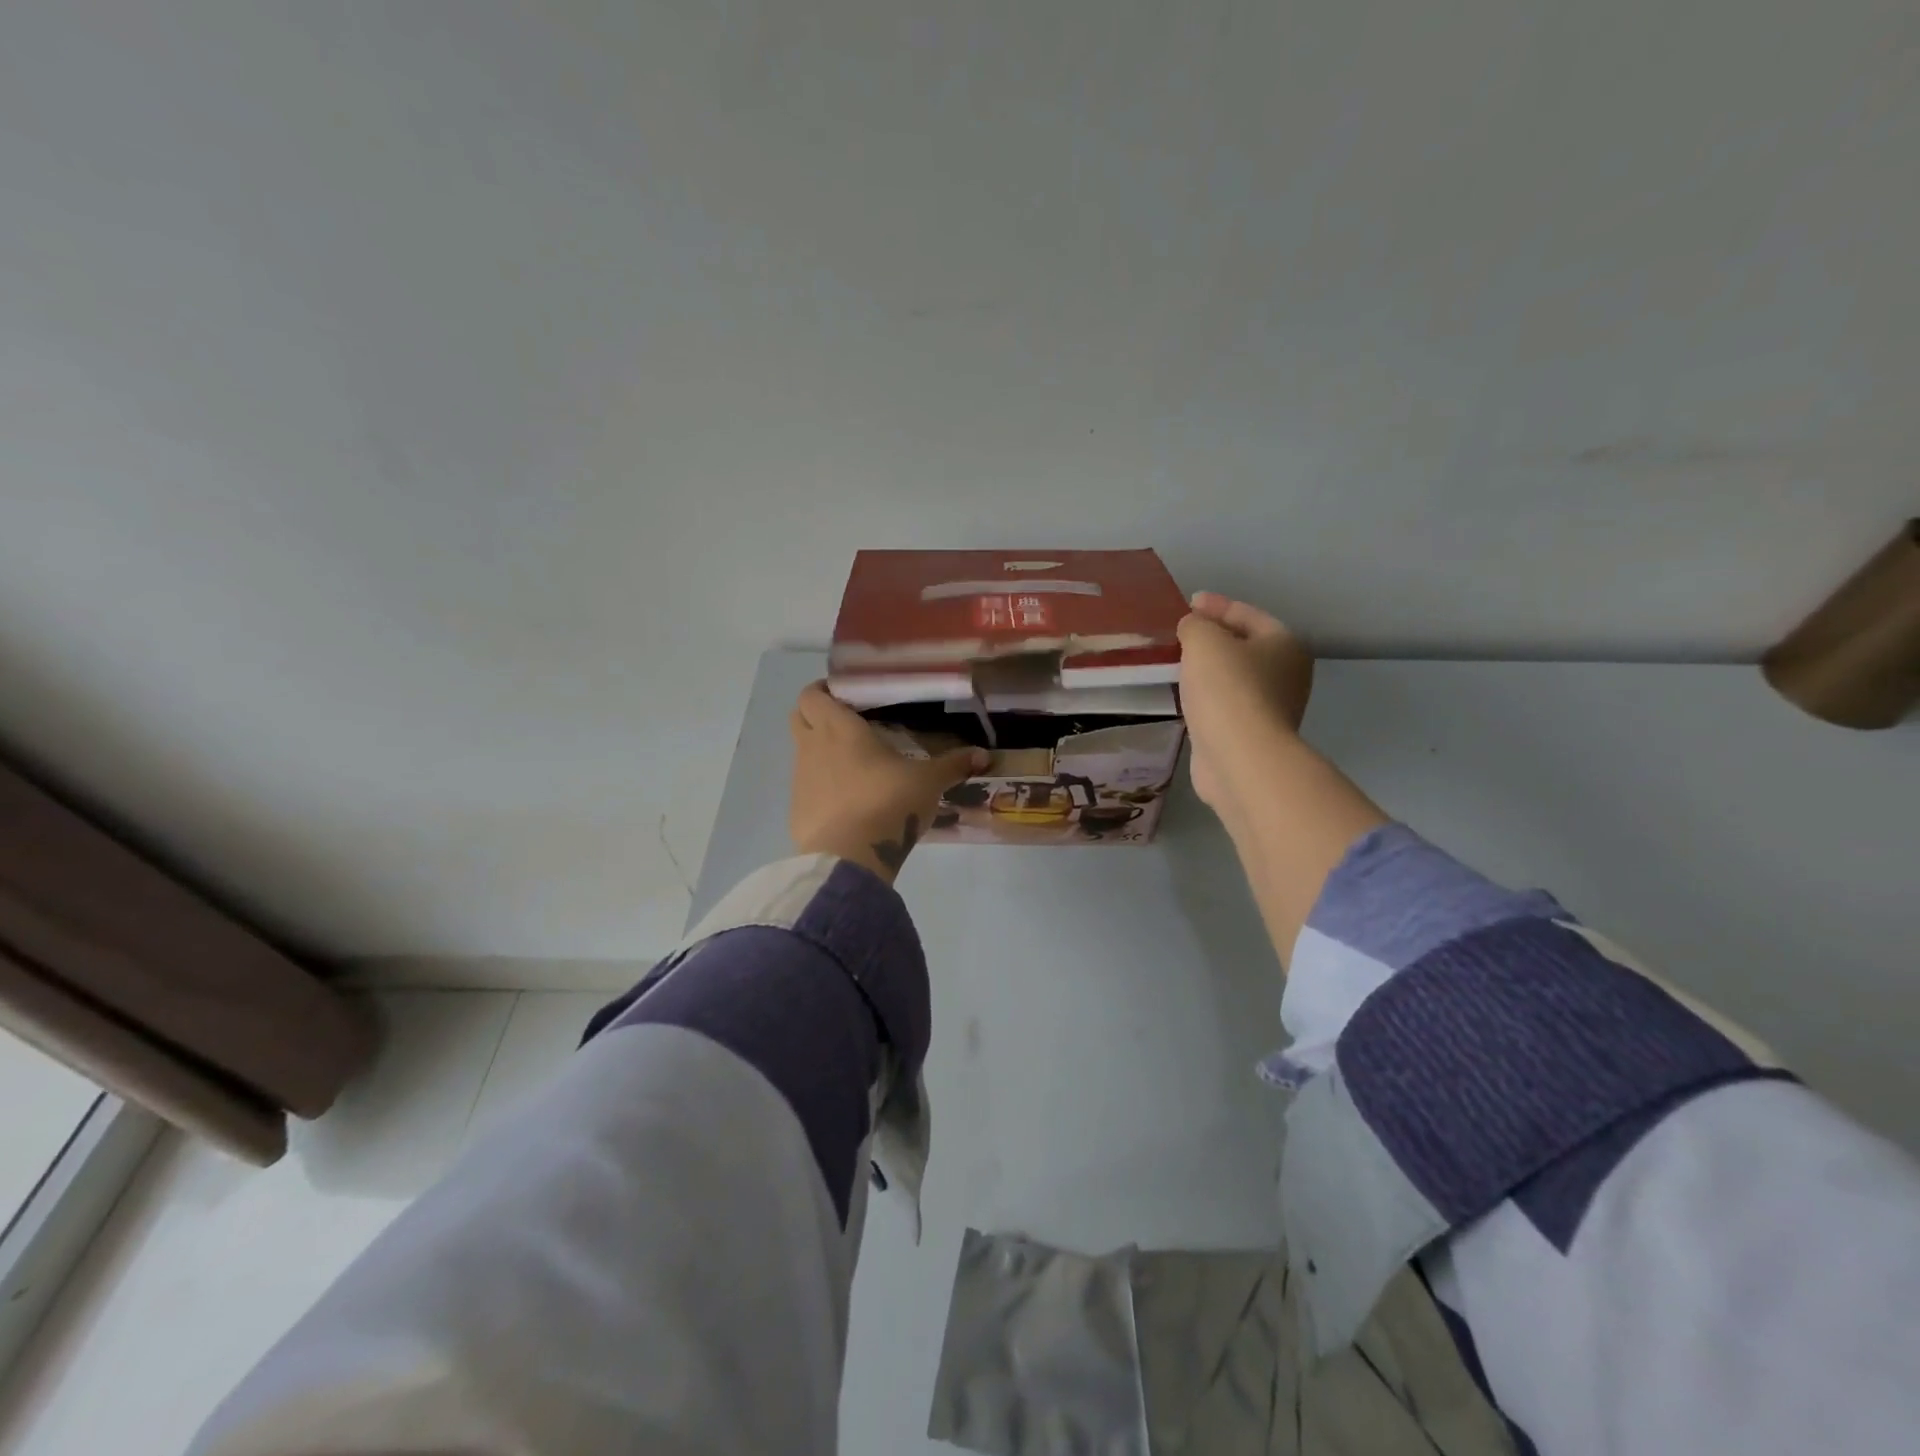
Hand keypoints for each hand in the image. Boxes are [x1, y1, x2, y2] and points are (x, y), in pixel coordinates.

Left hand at [789, 683, 987, 884]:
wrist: (850, 857)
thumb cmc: (888, 802)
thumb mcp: (928, 782)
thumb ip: (953, 765)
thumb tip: (984, 755)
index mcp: (839, 727)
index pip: (813, 693)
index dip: (824, 690)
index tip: (847, 695)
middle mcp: (812, 747)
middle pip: (798, 715)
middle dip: (817, 714)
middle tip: (848, 722)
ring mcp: (800, 780)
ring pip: (802, 752)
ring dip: (820, 752)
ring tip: (854, 765)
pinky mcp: (797, 811)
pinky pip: (806, 788)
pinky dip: (820, 788)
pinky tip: (847, 802)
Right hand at [1177, 592, 1313, 819]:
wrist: (1239, 757)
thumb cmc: (1227, 689)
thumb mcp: (1204, 641)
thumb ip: (1195, 625)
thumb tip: (1193, 627)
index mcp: (1286, 644)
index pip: (1248, 614)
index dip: (1216, 605)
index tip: (1188, 603)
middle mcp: (1287, 674)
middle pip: (1244, 646)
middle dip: (1213, 639)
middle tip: (1180, 635)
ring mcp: (1271, 708)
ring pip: (1234, 678)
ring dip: (1208, 670)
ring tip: (1177, 664)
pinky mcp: (1251, 735)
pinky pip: (1225, 704)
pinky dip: (1206, 697)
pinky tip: (1186, 697)